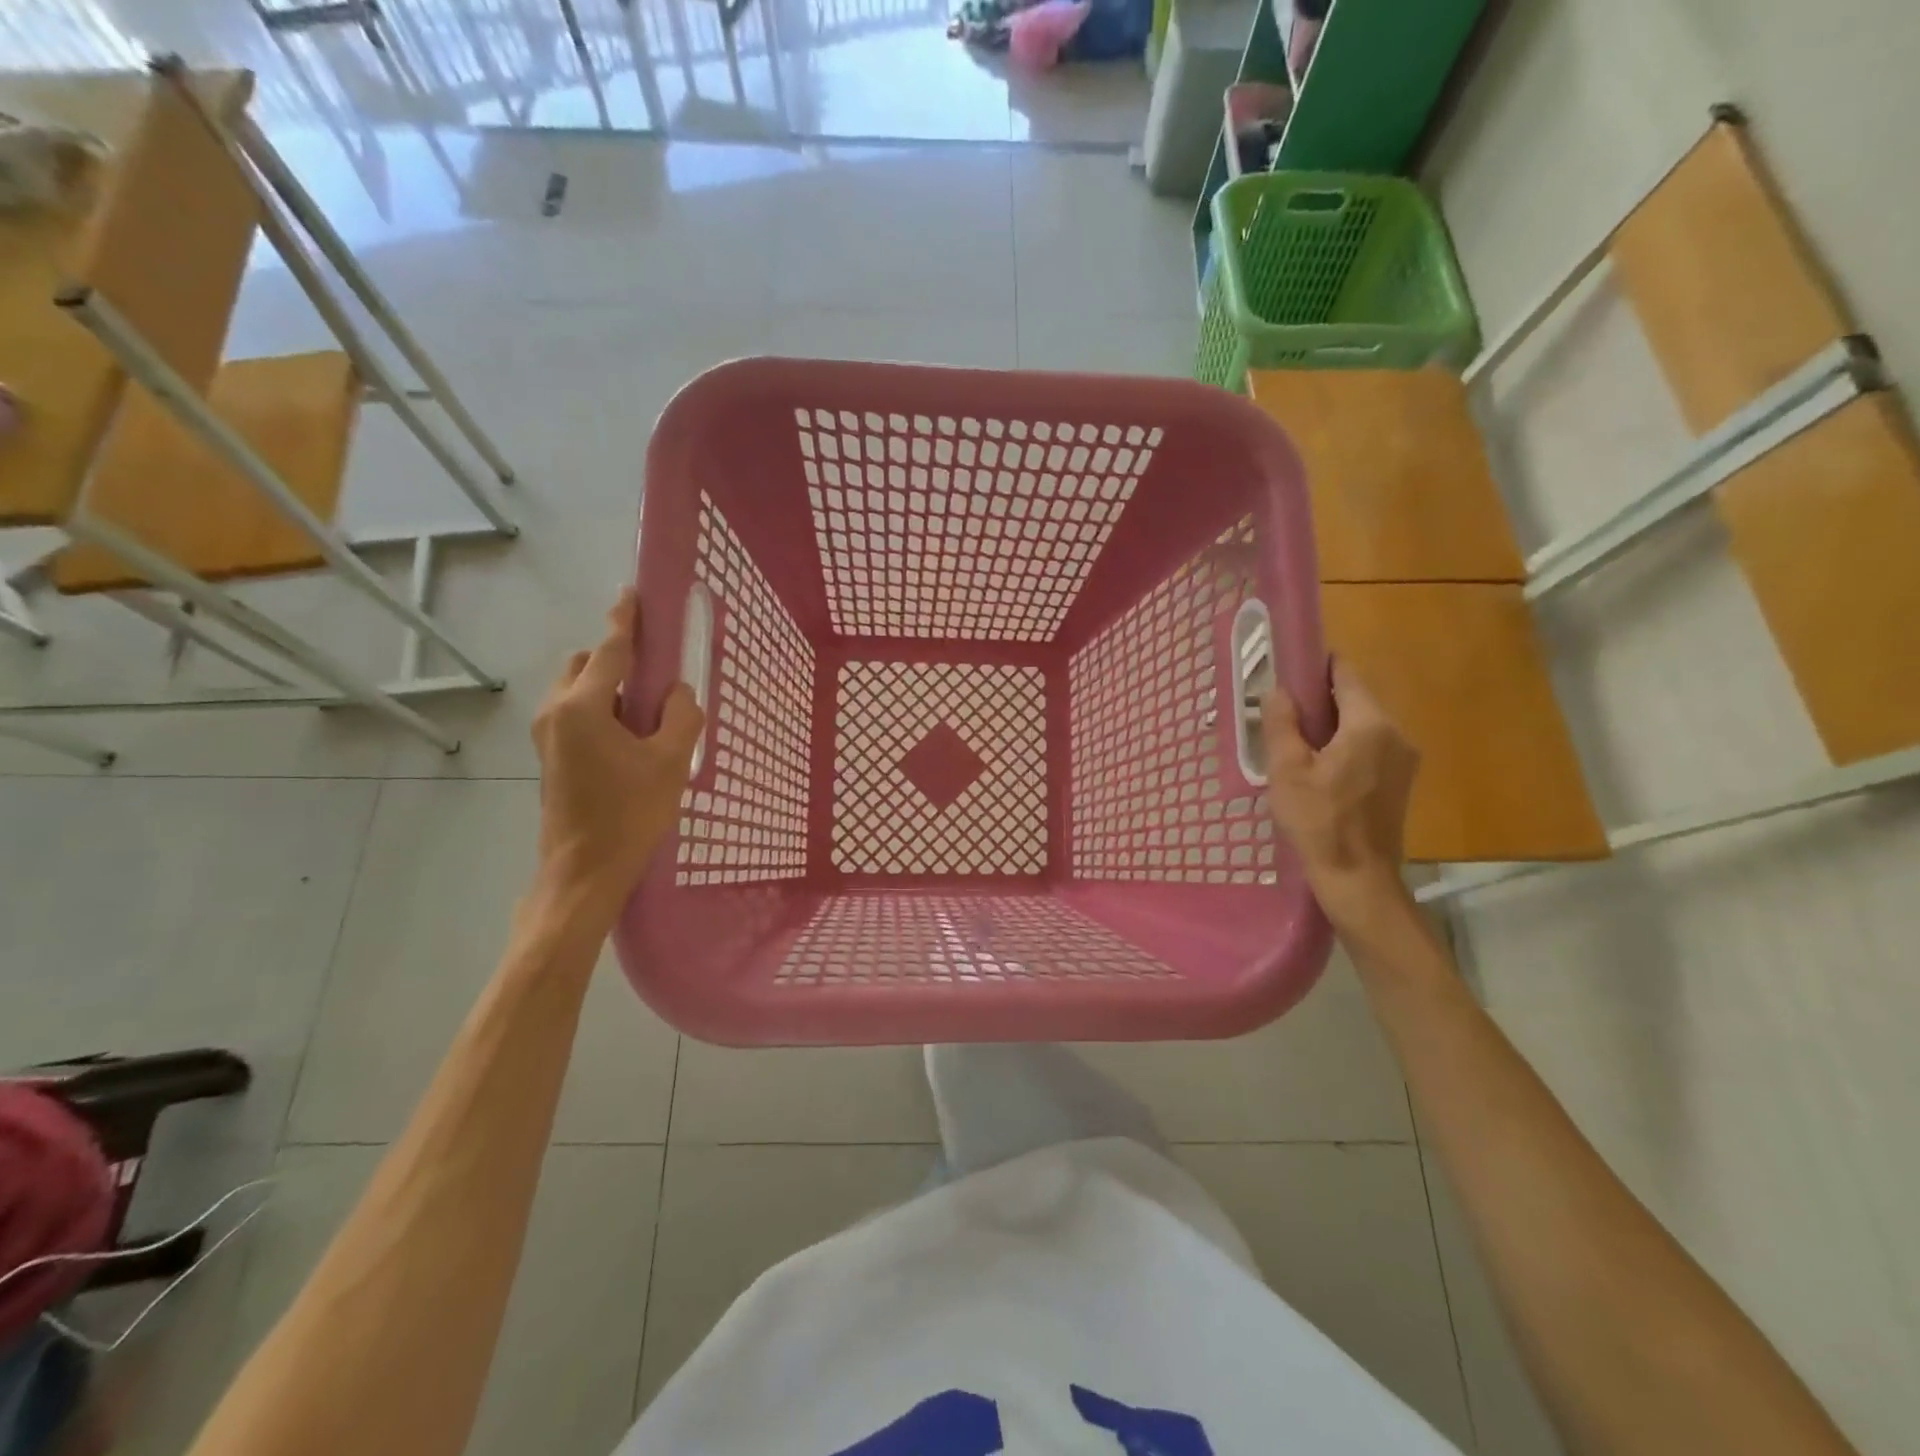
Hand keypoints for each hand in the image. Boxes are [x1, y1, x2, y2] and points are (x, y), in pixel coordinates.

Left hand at [531, 588, 703, 926]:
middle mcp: (555, 711)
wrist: (584, 872)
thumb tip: (677, 693)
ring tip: (647, 716)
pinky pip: (575, 713)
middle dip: (617, 659)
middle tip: (656, 680)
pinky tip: (631, 739)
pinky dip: (601, 710)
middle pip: (586, 664)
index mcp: (583, 707)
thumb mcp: (671, 762)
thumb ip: (681, 716)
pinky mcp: (549, 755)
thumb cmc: (630, 814)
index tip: (633, 593)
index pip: (609, 649)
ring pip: (579, 689)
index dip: (625, 620)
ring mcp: (546, 735)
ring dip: (609, 688)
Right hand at [1261, 659, 1418, 925]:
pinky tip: (1319, 770)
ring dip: (1332, 726)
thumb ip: (1282, 724)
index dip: (1317, 666)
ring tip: (1296, 746)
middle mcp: (1395, 734)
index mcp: (1370, 724)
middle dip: (1320, 701)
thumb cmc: (1318, 821)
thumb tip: (1278, 690)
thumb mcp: (1287, 770)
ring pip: (1362, 725)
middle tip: (1283, 715)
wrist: (1358, 879)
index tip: (1289, 670)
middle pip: (1355, 699)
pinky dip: (1345, 747)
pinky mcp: (1401, 781)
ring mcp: (1404, 759)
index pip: (1346, 674)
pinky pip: (1371, 748)